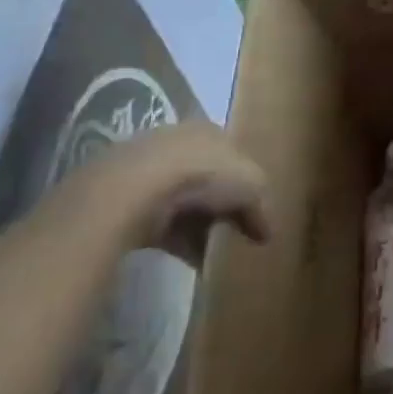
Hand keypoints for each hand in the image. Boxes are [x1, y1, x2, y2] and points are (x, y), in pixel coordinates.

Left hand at [84, 119, 270, 260]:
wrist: (135, 190)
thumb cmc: (203, 175)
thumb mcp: (251, 186)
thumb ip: (262, 207)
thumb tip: (268, 233)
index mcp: (209, 132)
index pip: (232, 156)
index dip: (245, 184)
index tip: (253, 211)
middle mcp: (178, 145)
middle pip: (206, 180)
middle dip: (220, 207)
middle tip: (234, 234)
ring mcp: (147, 173)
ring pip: (181, 204)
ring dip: (197, 228)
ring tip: (213, 256)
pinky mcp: (124, 203)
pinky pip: (159, 225)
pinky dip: (176, 242)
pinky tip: (190, 262)